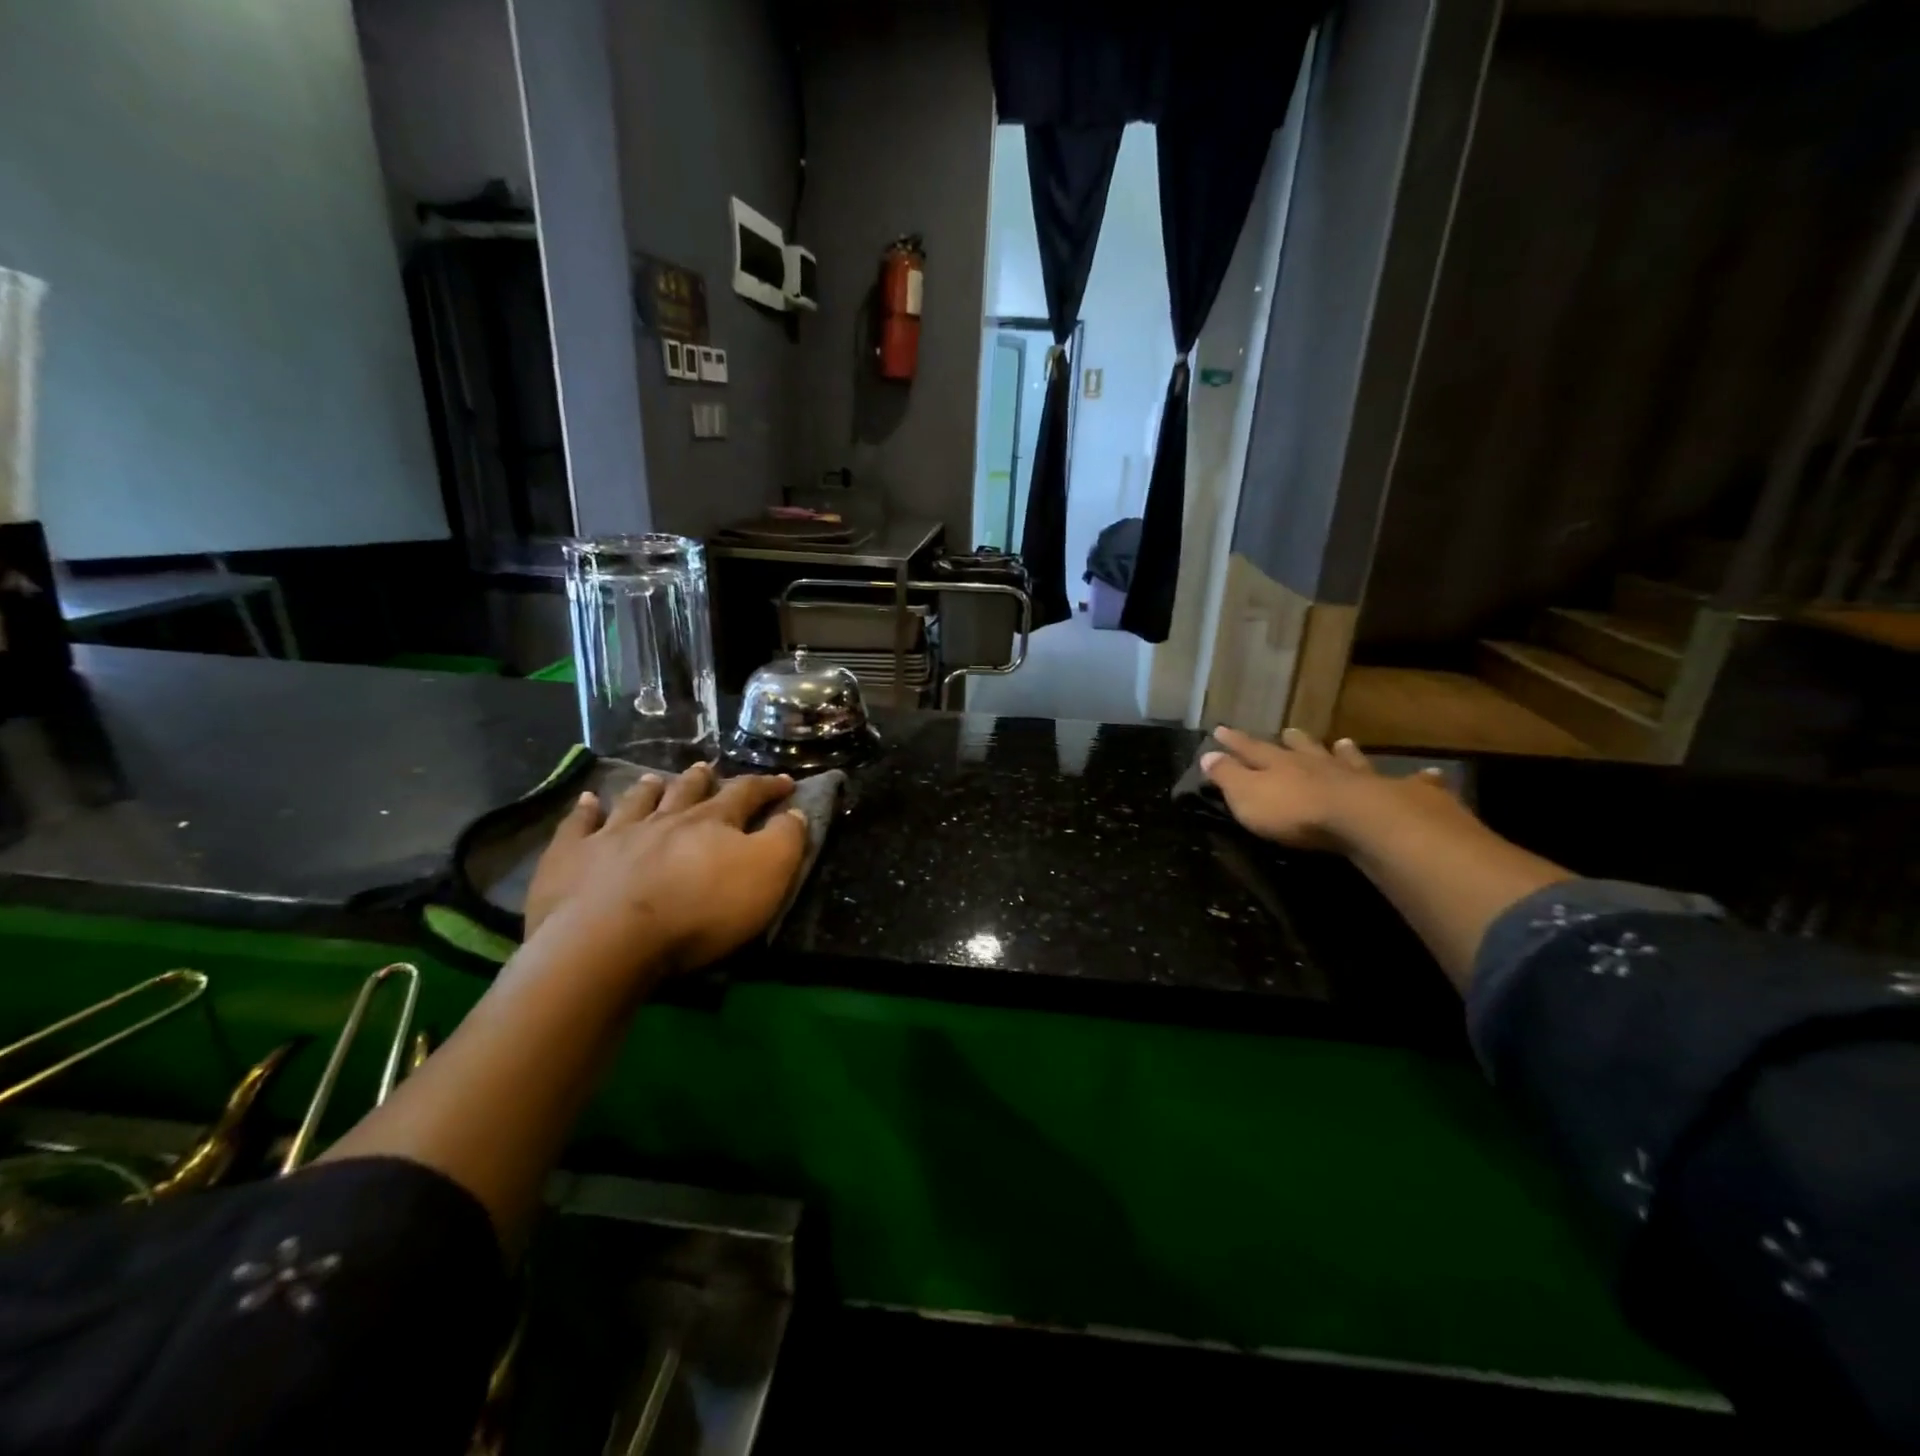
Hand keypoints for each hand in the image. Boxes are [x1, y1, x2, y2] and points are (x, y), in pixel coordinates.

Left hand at [524, 764, 807, 975]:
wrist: (610, 939)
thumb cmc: (700, 909)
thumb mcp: (766, 875)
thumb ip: (785, 840)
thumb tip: (795, 812)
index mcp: (713, 822)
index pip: (747, 794)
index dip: (768, 786)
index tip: (784, 782)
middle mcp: (665, 819)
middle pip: (687, 791)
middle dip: (702, 779)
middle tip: (707, 768)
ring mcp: (614, 834)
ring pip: (637, 802)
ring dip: (649, 789)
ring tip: (653, 778)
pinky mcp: (572, 858)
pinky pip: (578, 826)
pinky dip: (584, 811)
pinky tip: (587, 801)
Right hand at [1200, 726, 1449, 851]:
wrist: (1362, 821)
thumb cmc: (1295, 812)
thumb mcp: (1247, 797)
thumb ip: (1228, 776)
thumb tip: (1207, 755)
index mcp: (1281, 766)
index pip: (1251, 749)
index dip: (1235, 741)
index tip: (1221, 729)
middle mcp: (1319, 765)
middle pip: (1303, 749)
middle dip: (1293, 741)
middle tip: (1288, 730)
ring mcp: (1359, 777)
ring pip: (1349, 760)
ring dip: (1344, 752)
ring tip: (1343, 742)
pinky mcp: (1397, 795)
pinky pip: (1411, 785)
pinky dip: (1419, 780)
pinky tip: (1431, 775)